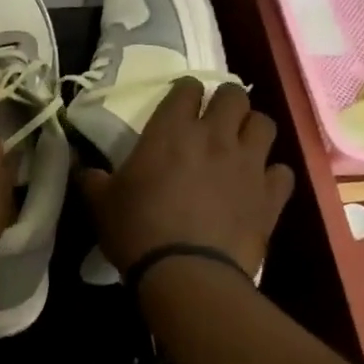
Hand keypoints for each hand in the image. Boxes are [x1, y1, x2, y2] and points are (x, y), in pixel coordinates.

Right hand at [78, 80, 294, 276]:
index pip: (186, 89)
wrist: (186, 274)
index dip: (184, 91)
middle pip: (233, 96)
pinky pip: (281, 171)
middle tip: (214, 115)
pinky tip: (259, 183)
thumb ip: (92, 178)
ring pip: (264, 124)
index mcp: (171, 132)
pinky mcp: (270, 196)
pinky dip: (271, 173)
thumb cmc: (137, 230)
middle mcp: (215, 137)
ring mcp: (248, 164)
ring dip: (252, 128)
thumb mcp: (100, 203)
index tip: (179, 101)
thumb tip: (82, 166)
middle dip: (224, 100)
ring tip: (240, 142)